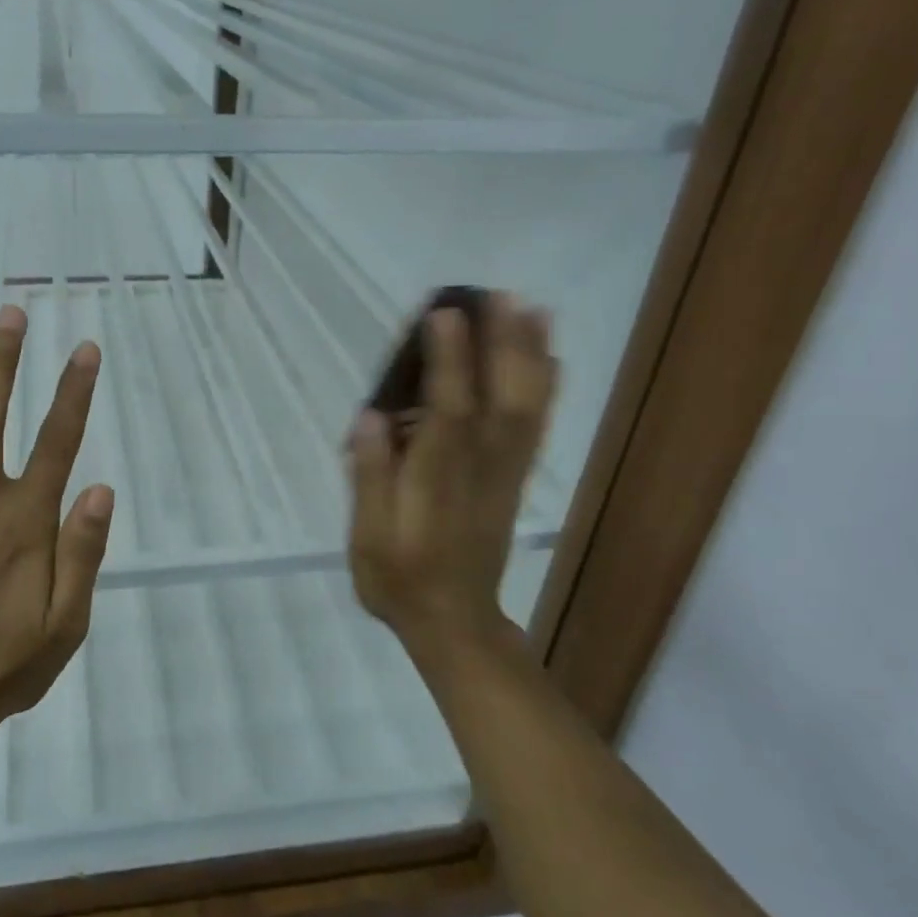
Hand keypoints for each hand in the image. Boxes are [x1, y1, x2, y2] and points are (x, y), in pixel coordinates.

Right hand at [347, 292, 556, 671]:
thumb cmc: (399, 579)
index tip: (444, 313)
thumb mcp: (368, 538)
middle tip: (499, 294)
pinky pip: (535, 428)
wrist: (454, 622)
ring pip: (524, 407)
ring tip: (533, 309)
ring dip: (530, 356)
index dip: (448, 360)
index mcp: (436, 478)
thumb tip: (369, 419)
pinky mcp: (513, 480)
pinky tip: (550, 360)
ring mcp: (503, 472)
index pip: (446, 408)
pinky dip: (545, 389)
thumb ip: (371, 478)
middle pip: (497, 396)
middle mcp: (478, 467)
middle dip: (500, 343)